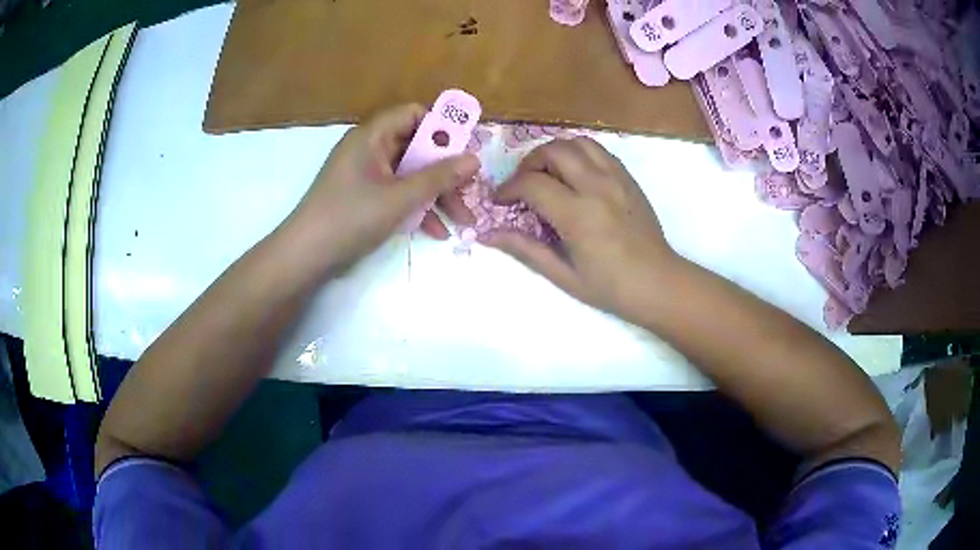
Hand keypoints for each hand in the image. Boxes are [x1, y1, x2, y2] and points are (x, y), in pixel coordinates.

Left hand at [286, 104, 479, 273]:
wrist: (306, 257)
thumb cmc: (350, 218)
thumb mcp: (399, 198)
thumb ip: (438, 177)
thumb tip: (474, 159)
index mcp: (372, 137)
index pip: (413, 114)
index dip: (441, 127)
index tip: (466, 149)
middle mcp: (370, 149)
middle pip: (416, 148)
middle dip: (445, 172)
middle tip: (471, 192)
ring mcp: (367, 175)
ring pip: (411, 174)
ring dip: (436, 195)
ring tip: (463, 221)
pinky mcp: (366, 198)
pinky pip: (398, 193)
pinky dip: (417, 208)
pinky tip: (437, 232)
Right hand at [482, 137, 678, 320]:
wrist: (658, 282)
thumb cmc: (610, 287)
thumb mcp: (563, 274)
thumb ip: (525, 249)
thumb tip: (486, 235)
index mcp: (578, 215)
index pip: (532, 183)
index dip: (508, 188)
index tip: (501, 201)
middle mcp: (596, 187)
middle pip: (552, 151)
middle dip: (528, 163)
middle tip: (522, 185)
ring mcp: (616, 178)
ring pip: (576, 142)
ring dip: (554, 152)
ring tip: (547, 173)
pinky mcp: (628, 177)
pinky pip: (597, 150)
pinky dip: (578, 153)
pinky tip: (573, 174)